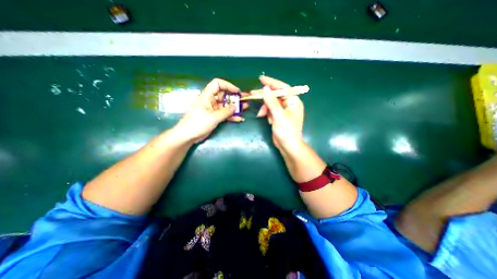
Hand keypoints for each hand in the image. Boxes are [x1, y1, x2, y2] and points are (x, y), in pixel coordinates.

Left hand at [175, 78, 250, 143]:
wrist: (188, 136)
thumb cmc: (198, 123)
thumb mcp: (213, 117)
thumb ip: (226, 112)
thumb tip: (235, 107)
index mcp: (207, 96)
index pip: (217, 84)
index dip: (228, 85)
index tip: (237, 92)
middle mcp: (211, 101)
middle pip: (224, 95)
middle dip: (235, 97)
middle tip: (246, 99)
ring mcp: (213, 110)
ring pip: (226, 106)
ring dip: (235, 107)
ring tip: (246, 108)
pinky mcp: (215, 117)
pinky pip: (225, 114)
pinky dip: (231, 116)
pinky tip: (240, 118)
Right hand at [254, 76, 305, 151]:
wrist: (288, 146)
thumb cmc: (287, 131)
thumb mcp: (279, 116)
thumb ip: (272, 102)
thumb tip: (265, 89)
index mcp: (293, 101)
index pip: (283, 88)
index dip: (272, 82)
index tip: (261, 79)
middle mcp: (289, 104)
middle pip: (275, 95)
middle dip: (265, 97)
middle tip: (253, 94)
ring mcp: (283, 110)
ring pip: (271, 103)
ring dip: (265, 108)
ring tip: (261, 115)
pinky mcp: (278, 116)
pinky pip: (270, 110)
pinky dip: (266, 113)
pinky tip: (264, 118)